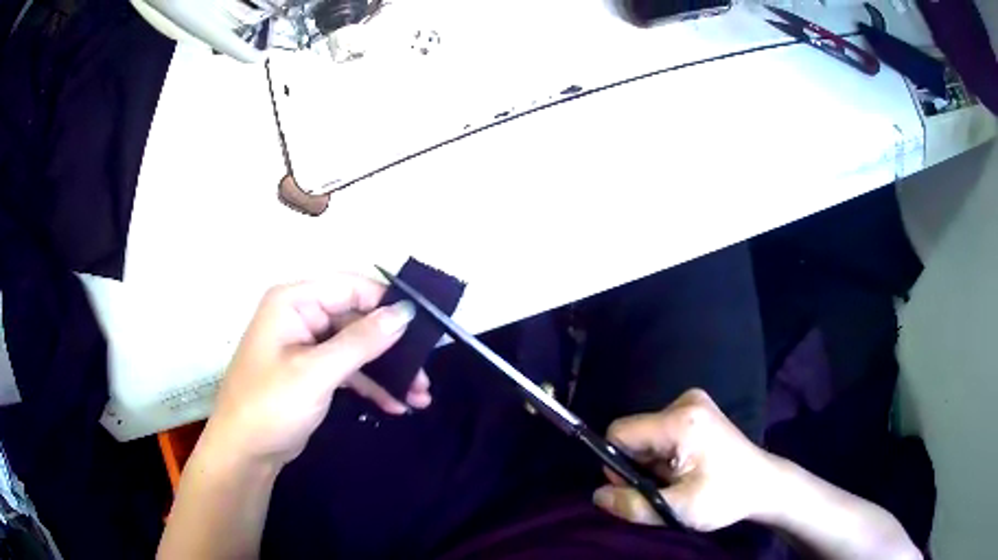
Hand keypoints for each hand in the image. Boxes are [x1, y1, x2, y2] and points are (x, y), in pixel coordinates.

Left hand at [199, 276, 429, 470]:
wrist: (245, 452)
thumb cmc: (270, 405)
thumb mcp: (316, 372)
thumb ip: (361, 341)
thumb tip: (405, 313)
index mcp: (294, 301)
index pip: (350, 287)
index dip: (387, 303)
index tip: (424, 327)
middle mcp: (302, 315)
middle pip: (358, 320)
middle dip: (393, 349)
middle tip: (425, 375)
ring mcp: (308, 345)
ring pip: (358, 348)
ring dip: (388, 371)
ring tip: (421, 397)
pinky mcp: (314, 372)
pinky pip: (350, 370)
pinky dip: (372, 386)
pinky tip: (396, 405)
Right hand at [593, 389, 777, 531]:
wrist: (764, 484)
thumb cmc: (726, 497)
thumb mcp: (679, 510)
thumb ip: (634, 505)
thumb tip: (597, 495)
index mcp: (680, 421)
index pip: (620, 433)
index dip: (617, 463)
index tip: (638, 486)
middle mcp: (684, 402)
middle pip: (634, 434)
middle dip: (639, 466)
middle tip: (665, 488)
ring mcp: (693, 402)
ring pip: (646, 435)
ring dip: (652, 463)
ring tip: (679, 480)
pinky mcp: (697, 410)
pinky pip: (659, 432)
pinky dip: (663, 455)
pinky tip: (686, 469)